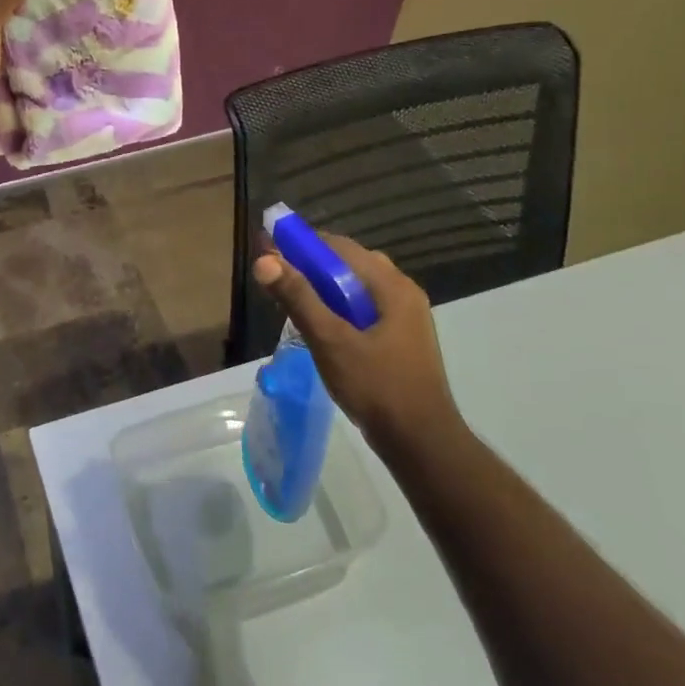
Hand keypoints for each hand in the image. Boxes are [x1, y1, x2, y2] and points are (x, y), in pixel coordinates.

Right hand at [253, 235, 468, 463]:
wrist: (420, 442)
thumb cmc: (376, 386)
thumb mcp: (330, 340)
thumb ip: (298, 298)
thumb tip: (264, 261)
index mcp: (392, 286)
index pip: (340, 247)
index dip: (302, 244)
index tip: (269, 248)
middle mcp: (403, 292)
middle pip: (349, 263)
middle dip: (311, 264)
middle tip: (276, 275)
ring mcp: (405, 316)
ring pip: (356, 287)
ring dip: (324, 286)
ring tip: (292, 298)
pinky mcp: (401, 338)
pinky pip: (364, 307)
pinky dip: (338, 306)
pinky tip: (320, 324)